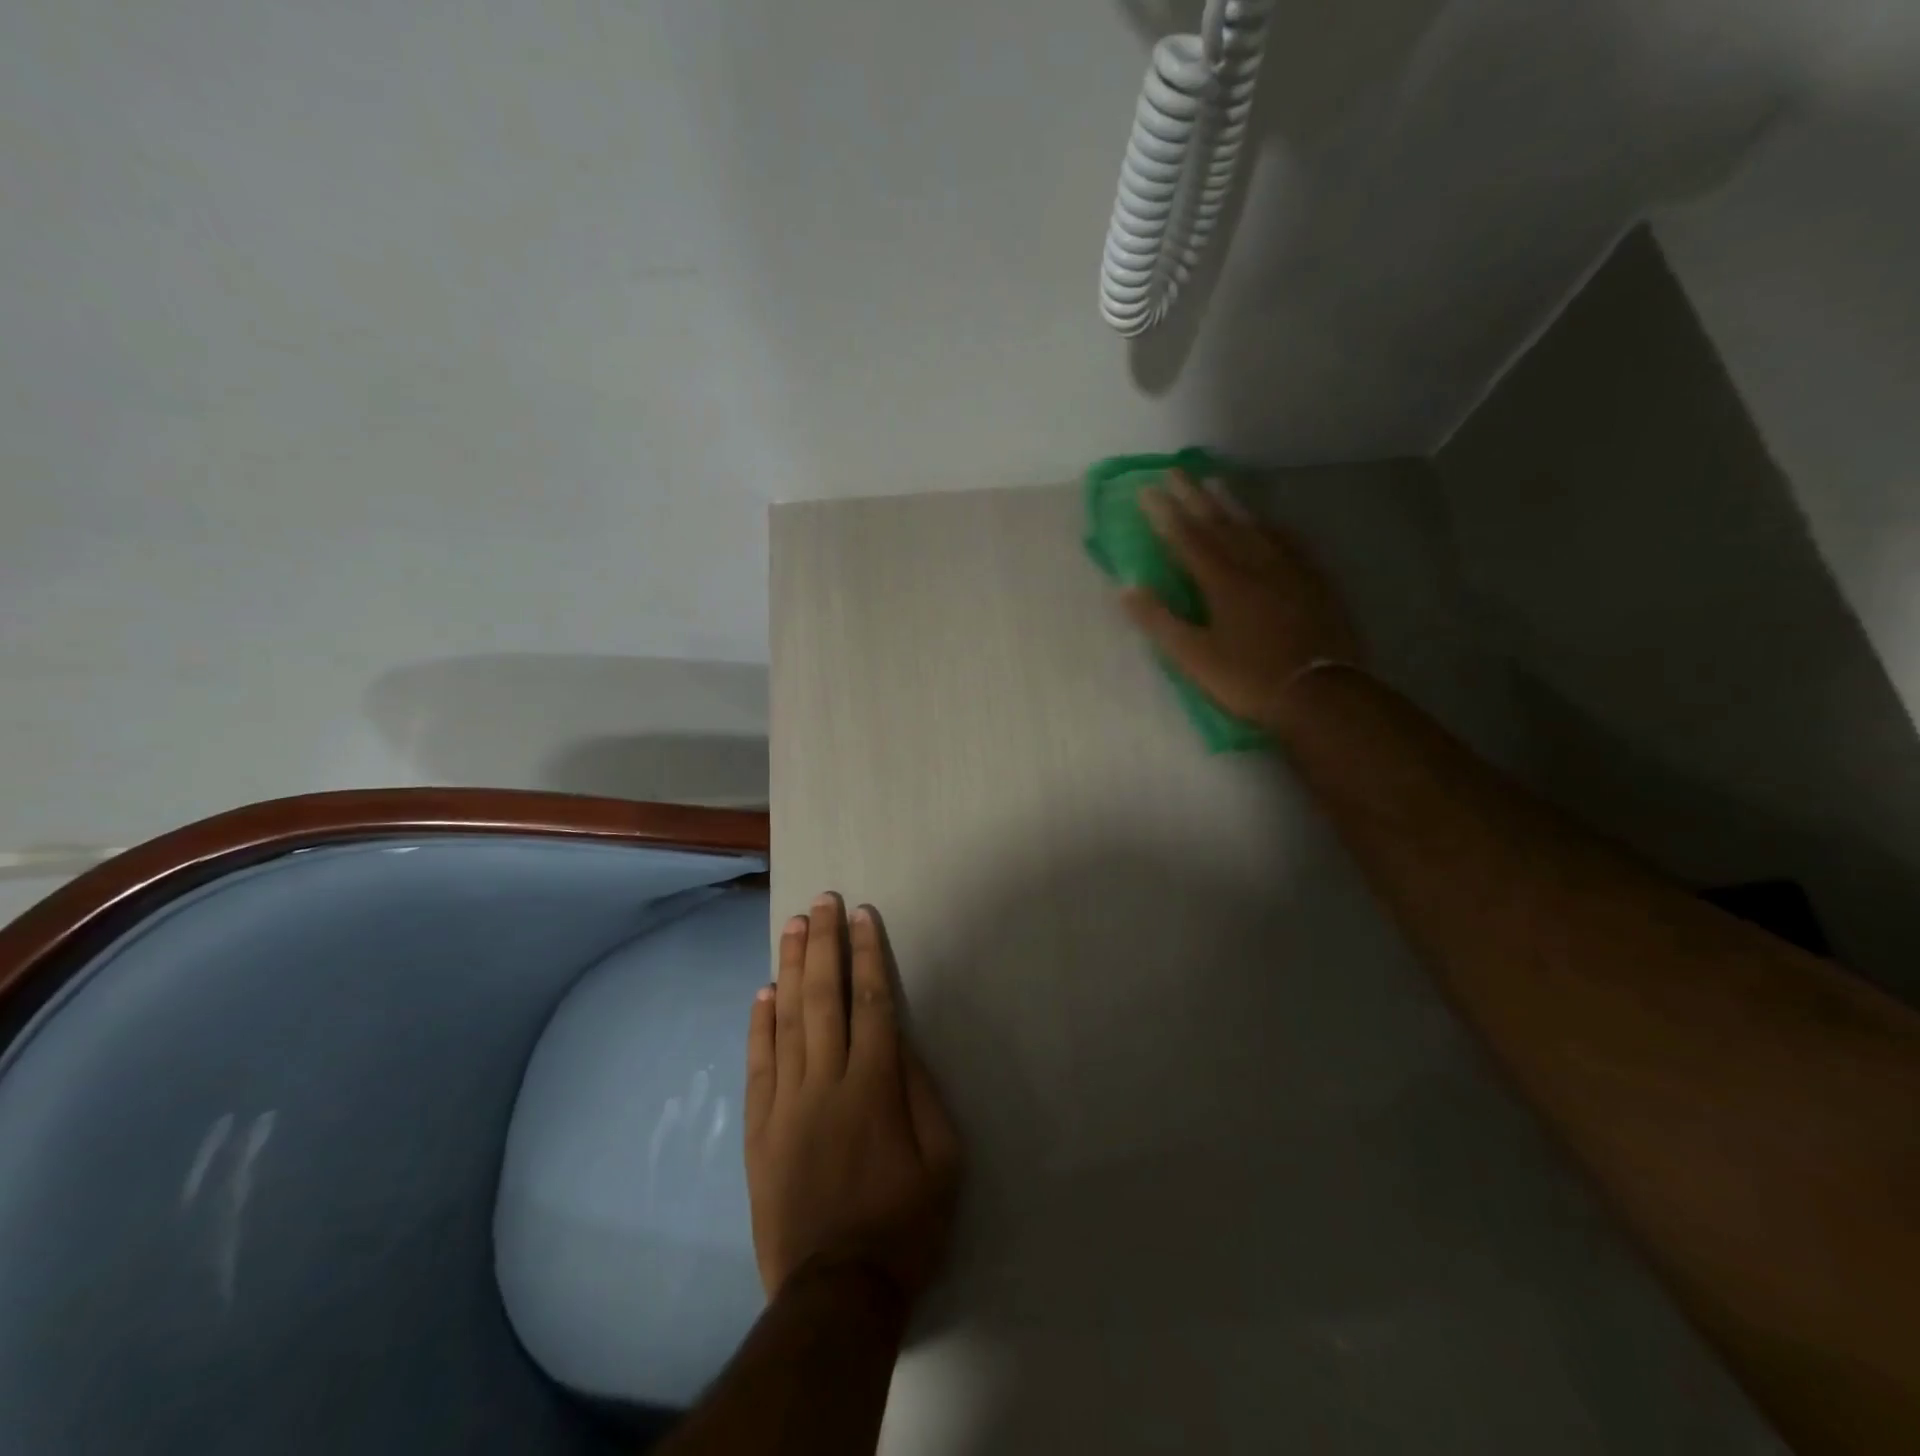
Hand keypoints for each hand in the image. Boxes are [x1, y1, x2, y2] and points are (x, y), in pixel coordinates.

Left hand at [745, 894, 962, 1308]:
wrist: (836, 1292)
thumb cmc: (904, 1224)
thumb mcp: (945, 1161)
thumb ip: (924, 1093)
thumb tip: (903, 1043)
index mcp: (876, 1086)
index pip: (872, 1002)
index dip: (868, 954)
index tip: (863, 916)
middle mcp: (827, 1082)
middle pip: (824, 997)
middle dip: (825, 944)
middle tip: (822, 902)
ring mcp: (787, 1103)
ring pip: (787, 1020)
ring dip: (791, 968)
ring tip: (793, 927)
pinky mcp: (760, 1129)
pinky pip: (758, 1064)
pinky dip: (759, 1024)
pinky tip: (763, 991)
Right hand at [1122, 471, 1363, 733]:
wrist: (1320, 692)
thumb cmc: (1248, 678)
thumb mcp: (1193, 657)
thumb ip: (1160, 621)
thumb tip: (1127, 588)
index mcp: (1222, 582)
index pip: (1187, 539)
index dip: (1164, 513)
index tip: (1146, 489)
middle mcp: (1254, 564)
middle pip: (1220, 523)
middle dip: (1194, 496)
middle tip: (1176, 470)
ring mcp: (1288, 569)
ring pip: (1255, 526)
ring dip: (1231, 504)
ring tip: (1216, 482)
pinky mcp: (1313, 580)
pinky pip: (1288, 541)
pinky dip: (1271, 526)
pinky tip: (1269, 522)